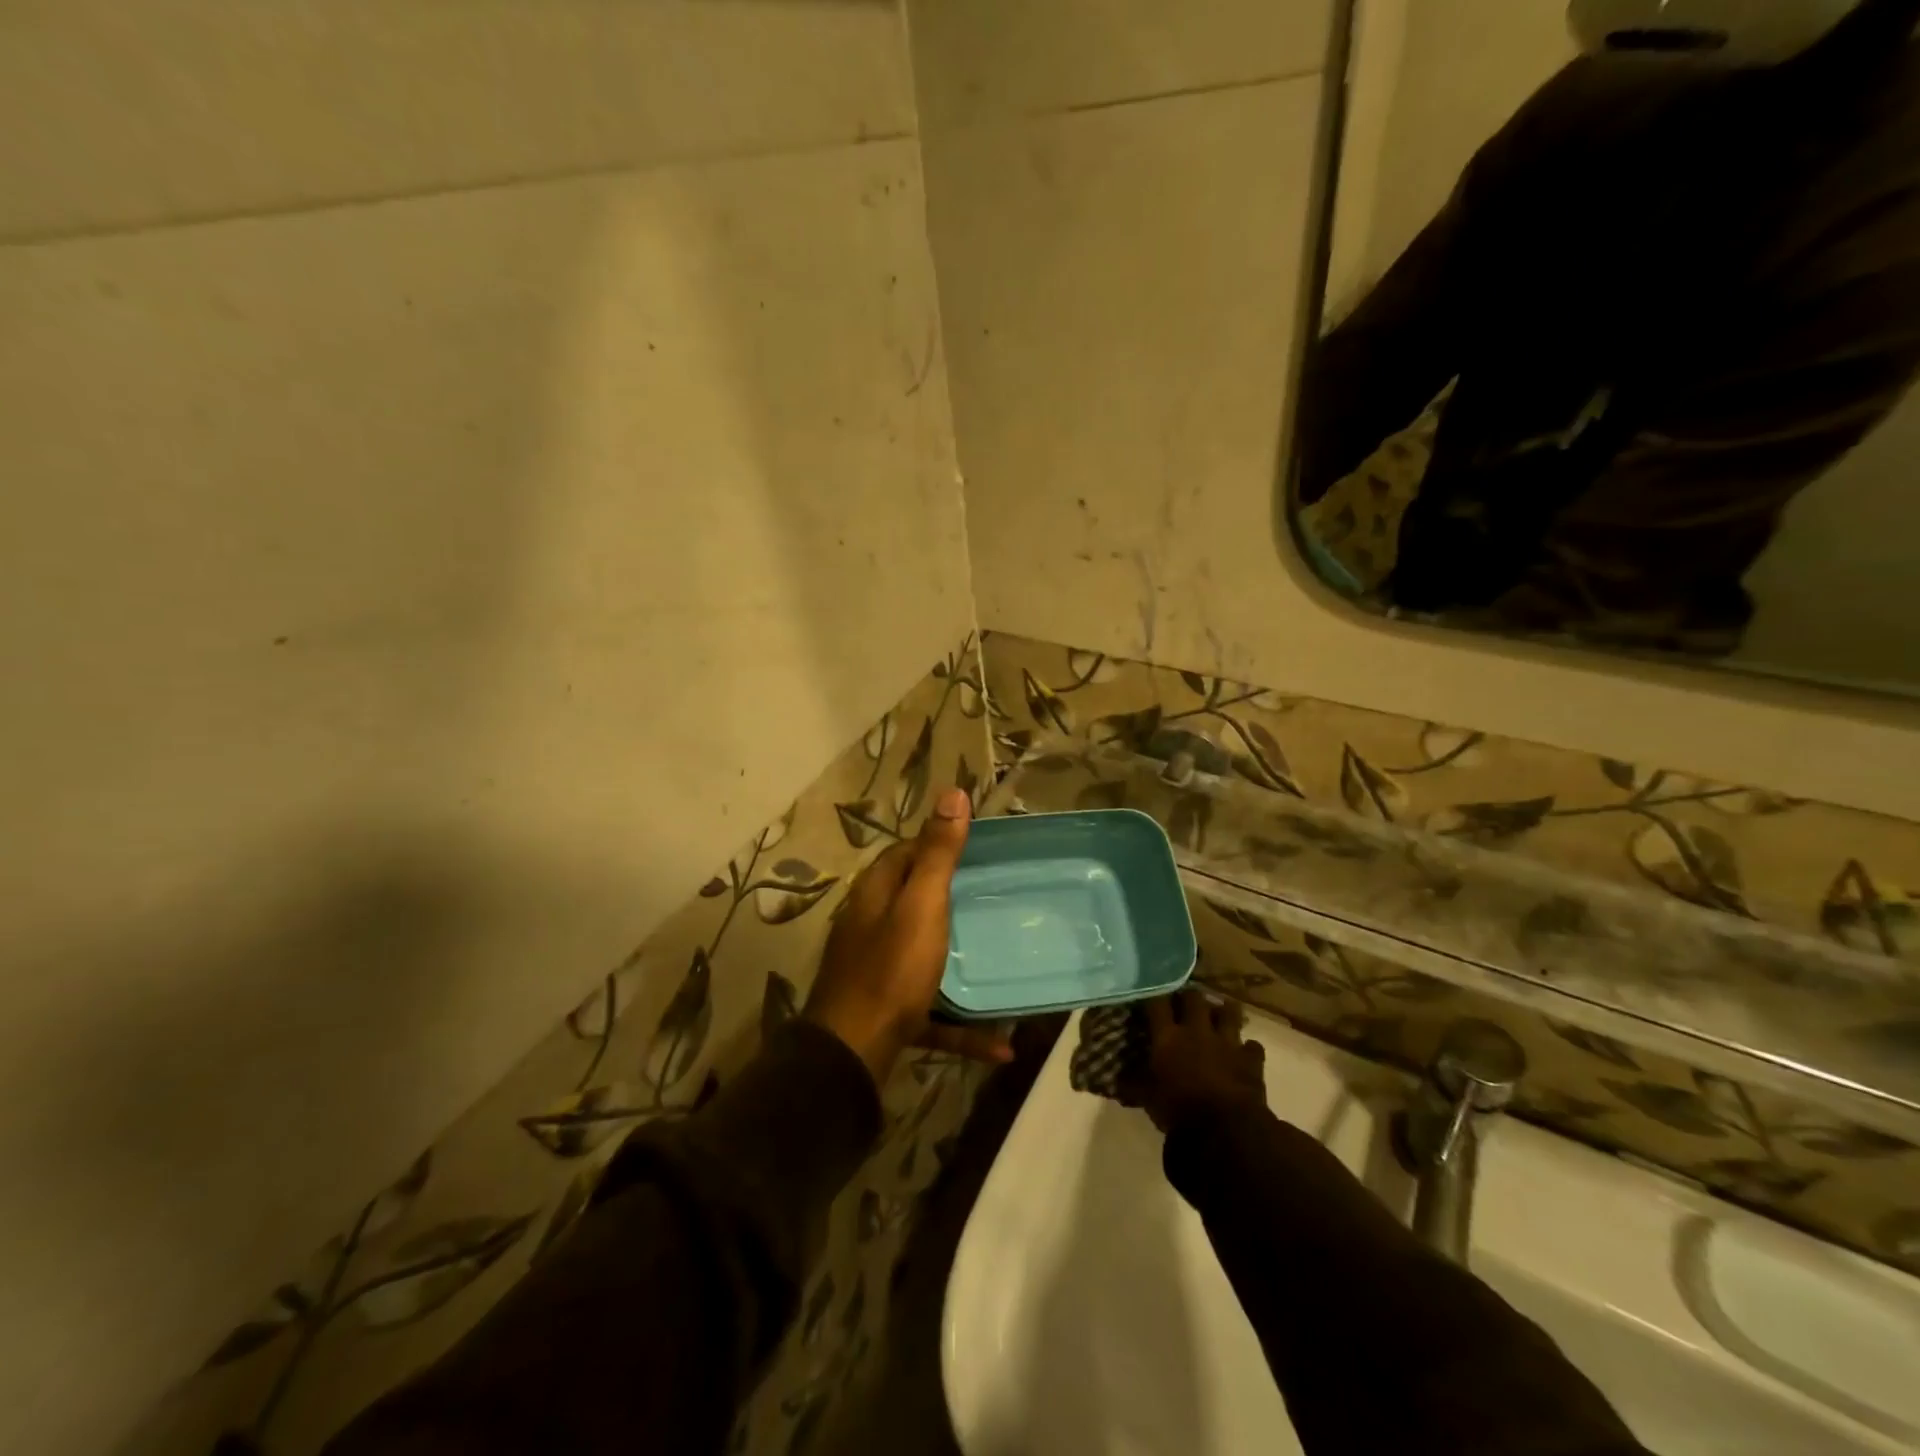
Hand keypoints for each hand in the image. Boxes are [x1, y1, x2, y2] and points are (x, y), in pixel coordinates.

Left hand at [804, 787, 1014, 1083]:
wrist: (853, 1051)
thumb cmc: (891, 968)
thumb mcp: (921, 904)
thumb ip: (938, 854)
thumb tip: (952, 793)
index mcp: (876, 893)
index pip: (905, 853)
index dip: (937, 844)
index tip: (977, 849)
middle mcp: (870, 925)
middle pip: (913, 900)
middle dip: (949, 897)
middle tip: (994, 897)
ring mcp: (877, 970)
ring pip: (923, 954)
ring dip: (957, 958)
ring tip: (996, 955)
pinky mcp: (888, 1012)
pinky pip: (932, 1010)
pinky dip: (962, 1024)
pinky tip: (1001, 1044)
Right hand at [1130, 989, 1267, 1132]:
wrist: (1225, 1131)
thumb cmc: (1179, 1112)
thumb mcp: (1149, 1100)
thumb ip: (1136, 1085)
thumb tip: (1118, 1082)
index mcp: (1168, 1037)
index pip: (1157, 1003)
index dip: (1154, 995)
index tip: (1151, 994)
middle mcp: (1197, 1031)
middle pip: (1194, 998)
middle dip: (1190, 997)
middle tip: (1186, 1002)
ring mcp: (1227, 1042)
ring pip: (1229, 1012)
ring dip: (1223, 1011)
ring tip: (1219, 1013)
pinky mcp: (1251, 1059)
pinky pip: (1252, 1046)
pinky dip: (1248, 1048)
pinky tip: (1244, 1052)